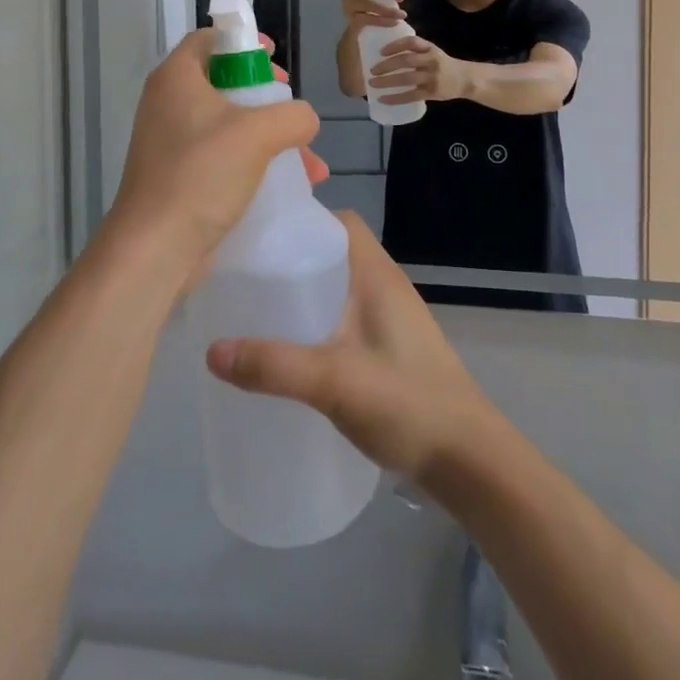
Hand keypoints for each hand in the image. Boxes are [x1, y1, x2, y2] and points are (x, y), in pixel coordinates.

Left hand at [106, 30, 325, 277]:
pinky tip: (291, 188)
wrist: (155, 249)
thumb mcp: (258, 134)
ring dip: (271, 139)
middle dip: (267, 99)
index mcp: (177, 78)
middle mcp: (168, 103)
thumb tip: (304, 120)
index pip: (209, 39)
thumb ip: (293, 116)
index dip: (244, 43)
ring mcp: (171, 143)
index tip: (275, 60)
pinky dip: (255, 165)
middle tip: (291, 111)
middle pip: (224, 83)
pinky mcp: (179, 177)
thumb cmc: (202, 174)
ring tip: (310, 165)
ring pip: (230, 126)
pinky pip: (223, 158)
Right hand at [205, 215, 497, 481]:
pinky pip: (346, 319)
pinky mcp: (390, 350)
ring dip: (306, 294)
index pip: (341, 222)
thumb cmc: (407, 402)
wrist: (469, 461)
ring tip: (260, 311)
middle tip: (248, 276)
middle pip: (335, 254)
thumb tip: (211, 351)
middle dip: (294, 259)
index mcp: (377, 274)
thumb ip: (275, 366)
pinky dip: (319, 323)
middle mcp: (385, 286)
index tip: (262, 234)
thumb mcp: (335, 382)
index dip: (305, 219)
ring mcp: (391, 320)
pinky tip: (293, 352)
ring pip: (340, 289)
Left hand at [369, 35, 468, 103]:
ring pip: (406, 78)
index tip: (380, 51)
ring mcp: (432, 77)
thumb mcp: (432, 52)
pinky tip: (383, 99)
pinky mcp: (432, 92)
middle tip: (371, 70)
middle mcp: (431, 61)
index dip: (395, 45)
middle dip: (386, 65)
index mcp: (429, 48)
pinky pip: (411, 96)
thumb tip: (387, 50)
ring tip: (373, 83)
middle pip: (406, 60)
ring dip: (387, 81)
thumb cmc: (443, 64)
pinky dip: (396, 98)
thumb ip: (415, 50)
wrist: (465, 79)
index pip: (411, 42)